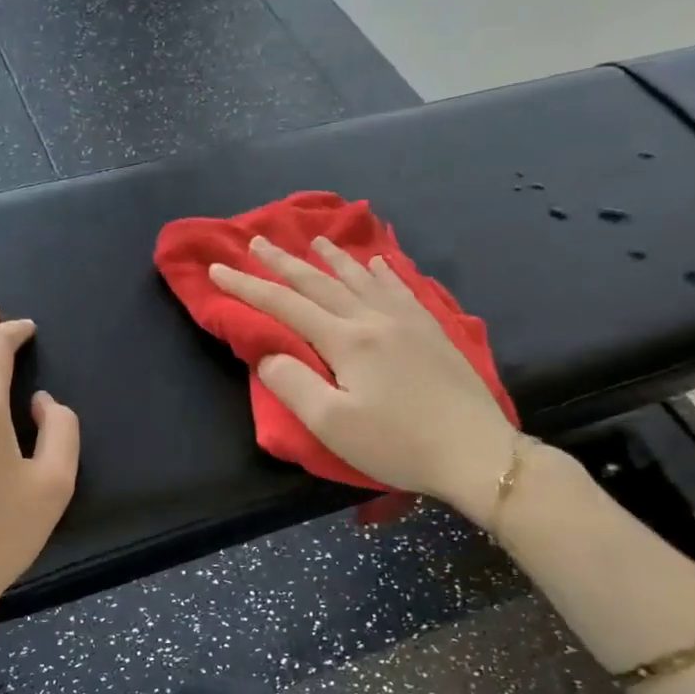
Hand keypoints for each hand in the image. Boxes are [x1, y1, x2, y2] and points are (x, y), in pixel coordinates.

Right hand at [209, 235, 517, 521]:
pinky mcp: (432, 332)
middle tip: (258, 241)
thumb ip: (293, 384)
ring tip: (315, 240)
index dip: (248, 287)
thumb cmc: (397, 444)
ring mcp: (408, 322)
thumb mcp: (332, 425)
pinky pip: (400, 289)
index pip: (285, 306)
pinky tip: (377, 263)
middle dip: (284, 262)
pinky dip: (382, 272)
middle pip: (320, 284)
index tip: (218, 268)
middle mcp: (374, 320)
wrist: (476, 453)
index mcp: (346, 341)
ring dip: (332, 259)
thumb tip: (268, 354)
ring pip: (361, 279)